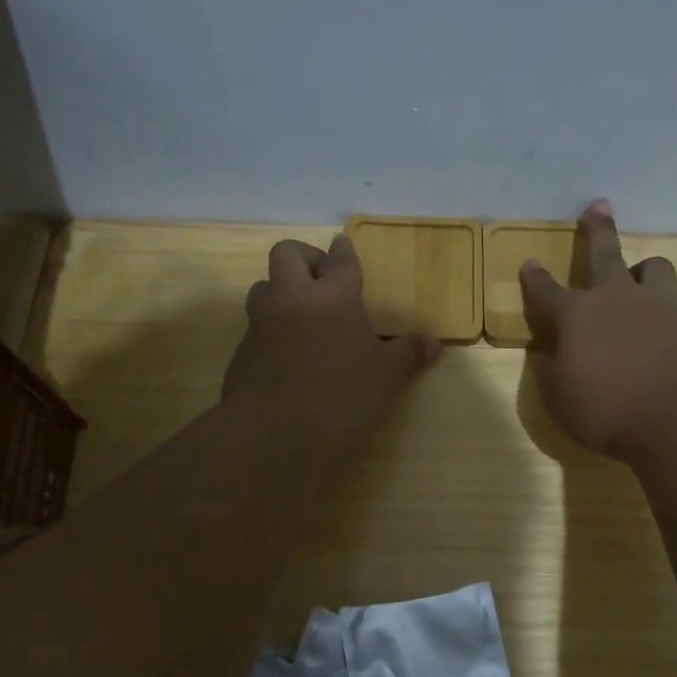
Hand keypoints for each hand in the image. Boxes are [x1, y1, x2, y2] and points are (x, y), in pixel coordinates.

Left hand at [223, 234, 442, 449]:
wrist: (274, 434)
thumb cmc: (341, 396)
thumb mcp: (385, 377)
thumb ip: (408, 354)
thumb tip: (434, 343)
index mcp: (333, 296)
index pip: (340, 261)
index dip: (343, 251)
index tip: (342, 242)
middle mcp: (293, 298)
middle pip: (287, 254)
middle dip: (304, 257)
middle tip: (321, 278)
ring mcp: (262, 323)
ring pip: (264, 287)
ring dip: (281, 291)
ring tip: (302, 314)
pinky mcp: (242, 351)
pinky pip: (256, 326)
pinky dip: (271, 330)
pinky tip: (287, 355)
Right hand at [520, 200, 676, 461]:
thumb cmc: (608, 413)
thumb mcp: (559, 400)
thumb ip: (549, 370)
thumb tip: (543, 351)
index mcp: (577, 315)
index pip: (546, 290)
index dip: (534, 278)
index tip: (529, 264)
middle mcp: (619, 299)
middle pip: (604, 253)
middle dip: (597, 228)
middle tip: (599, 206)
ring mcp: (662, 306)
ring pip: (657, 268)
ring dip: (647, 270)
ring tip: (644, 277)